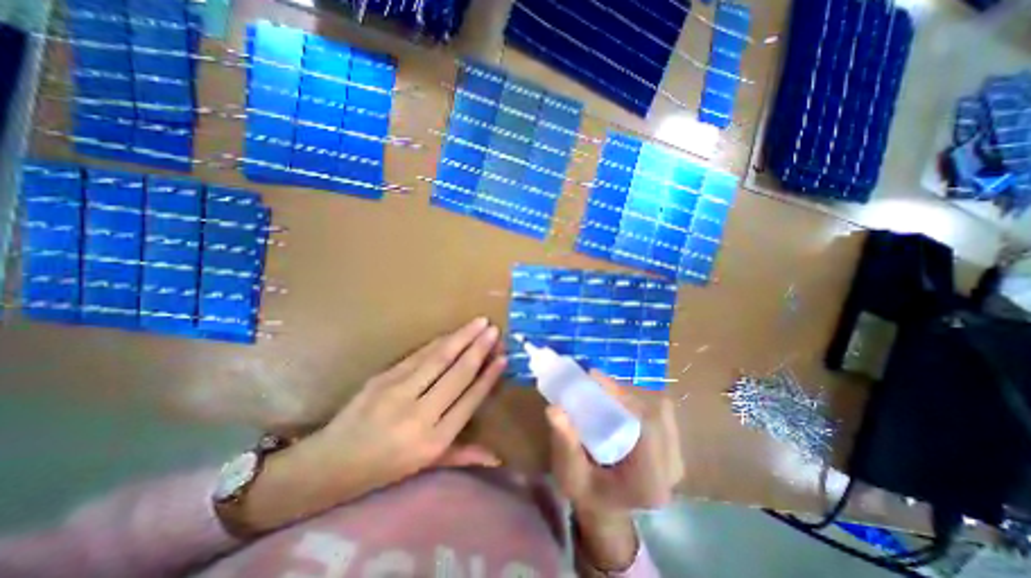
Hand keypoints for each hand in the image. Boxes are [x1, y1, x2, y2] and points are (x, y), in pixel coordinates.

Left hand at [234, 316, 505, 533]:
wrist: (329, 463)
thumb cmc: (384, 467)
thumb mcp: (426, 466)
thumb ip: (463, 455)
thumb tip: (497, 458)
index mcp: (433, 440)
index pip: (470, 399)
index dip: (488, 376)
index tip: (503, 358)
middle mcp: (419, 415)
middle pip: (457, 374)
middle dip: (478, 349)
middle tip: (494, 330)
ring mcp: (398, 392)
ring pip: (438, 358)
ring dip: (461, 337)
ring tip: (479, 323)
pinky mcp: (383, 378)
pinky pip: (418, 355)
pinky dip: (439, 342)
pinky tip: (452, 333)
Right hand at [548, 372, 681, 570]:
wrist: (607, 509)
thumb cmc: (587, 494)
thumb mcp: (570, 474)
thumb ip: (565, 444)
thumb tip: (554, 409)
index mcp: (650, 482)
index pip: (648, 426)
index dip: (624, 396)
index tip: (594, 377)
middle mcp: (671, 469)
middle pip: (656, 413)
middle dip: (624, 392)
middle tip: (595, 381)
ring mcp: (676, 457)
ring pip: (660, 409)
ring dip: (631, 394)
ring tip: (604, 390)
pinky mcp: (672, 447)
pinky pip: (660, 412)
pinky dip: (637, 400)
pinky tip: (617, 400)